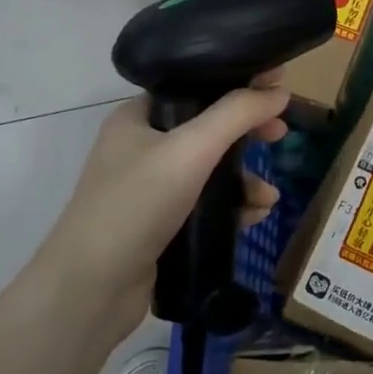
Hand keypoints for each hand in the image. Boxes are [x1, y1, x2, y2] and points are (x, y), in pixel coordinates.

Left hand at [36, 79, 288, 320]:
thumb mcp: (191, 149)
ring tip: (268, 197)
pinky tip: (254, 216)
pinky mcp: (160, 225)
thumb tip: (279, 91)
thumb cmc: (136, 204)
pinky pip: (206, 204)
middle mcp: (141, 148)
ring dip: (244, 179)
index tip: (276, 88)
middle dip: (247, 134)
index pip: (194, 87)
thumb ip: (237, 115)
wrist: (92, 289)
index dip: (236, 84)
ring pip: (210, 170)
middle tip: (280, 135)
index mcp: (137, 118)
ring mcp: (149, 189)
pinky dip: (232, 207)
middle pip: (208, 129)